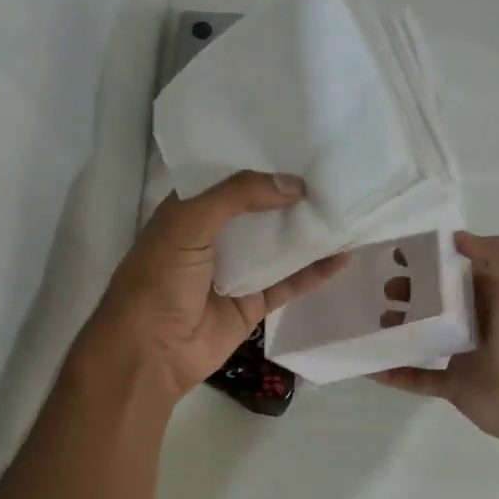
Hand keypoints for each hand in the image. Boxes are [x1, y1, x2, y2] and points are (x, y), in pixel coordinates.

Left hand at [80, 171, 349, 400]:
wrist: (150, 351)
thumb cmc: (159, 278)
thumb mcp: (189, 222)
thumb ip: (238, 196)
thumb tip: (294, 185)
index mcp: (190, 211)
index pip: (230, 179)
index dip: (261, 165)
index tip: (301, 148)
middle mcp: (214, 237)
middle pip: (260, 211)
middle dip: (292, 196)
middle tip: (335, 176)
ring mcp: (236, 271)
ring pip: (278, 246)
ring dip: (308, 233)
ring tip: (347, 211)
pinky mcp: (253, 304)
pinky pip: (289, 282)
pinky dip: (314, 272)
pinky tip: (343, 257)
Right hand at [373, 232, 498, 447]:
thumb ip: (493, 253)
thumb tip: (457, 238)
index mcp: (495, 295)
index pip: (457, 271)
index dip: (430, 260)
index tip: (400, 254)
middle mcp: (479, 321)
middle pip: (436, 301)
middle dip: (409, 292)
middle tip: (387, 289)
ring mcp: (465, 354)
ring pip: (425, 335)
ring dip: (399, 327)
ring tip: (379, 322)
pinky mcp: (454, 384)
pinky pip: (419, 377)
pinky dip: (396, 372)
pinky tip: (373, 365)